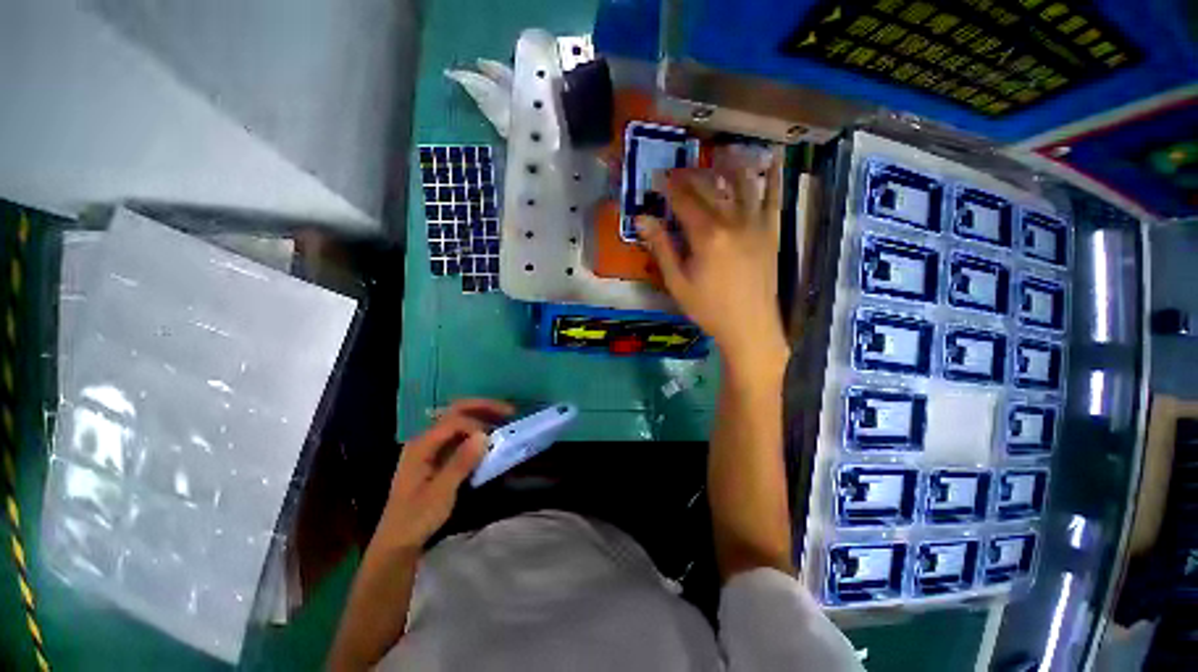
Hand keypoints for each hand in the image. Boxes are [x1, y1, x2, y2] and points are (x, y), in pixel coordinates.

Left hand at [376, 399, 513, 549]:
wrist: (397, 542)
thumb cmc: (416, 518)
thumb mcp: (441, 493)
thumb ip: (461, 462)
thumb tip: (484, 435)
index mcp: (421, 445)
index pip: (454, 420)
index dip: (478, 423)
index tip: (497, 436)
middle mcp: (425, 439)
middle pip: (455, 411)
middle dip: (483, 408)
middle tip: (508, 411)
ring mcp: (430, 447)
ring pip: (458, 420)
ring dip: (481, 416)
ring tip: (503, 419)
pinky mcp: (436, 457)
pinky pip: (459, 435)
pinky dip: (476, 431)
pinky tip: (489, 436)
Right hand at [637, 149, 787, 363]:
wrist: (749, 326)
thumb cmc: (709, 309)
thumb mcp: (677, 282)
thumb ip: (661, 248)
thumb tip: (642, 219)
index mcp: (706, 236)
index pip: (684, 201)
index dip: (669, 187)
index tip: (659, 176)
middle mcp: (732, 222)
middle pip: (710, 190)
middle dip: (692, 175)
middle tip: (679, 169)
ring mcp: (756, 225)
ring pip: (743, 185)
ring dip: (730, 166)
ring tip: (720, 154)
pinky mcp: (771, 232)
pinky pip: (774, 199)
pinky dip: (773, 178)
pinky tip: (772, 160)